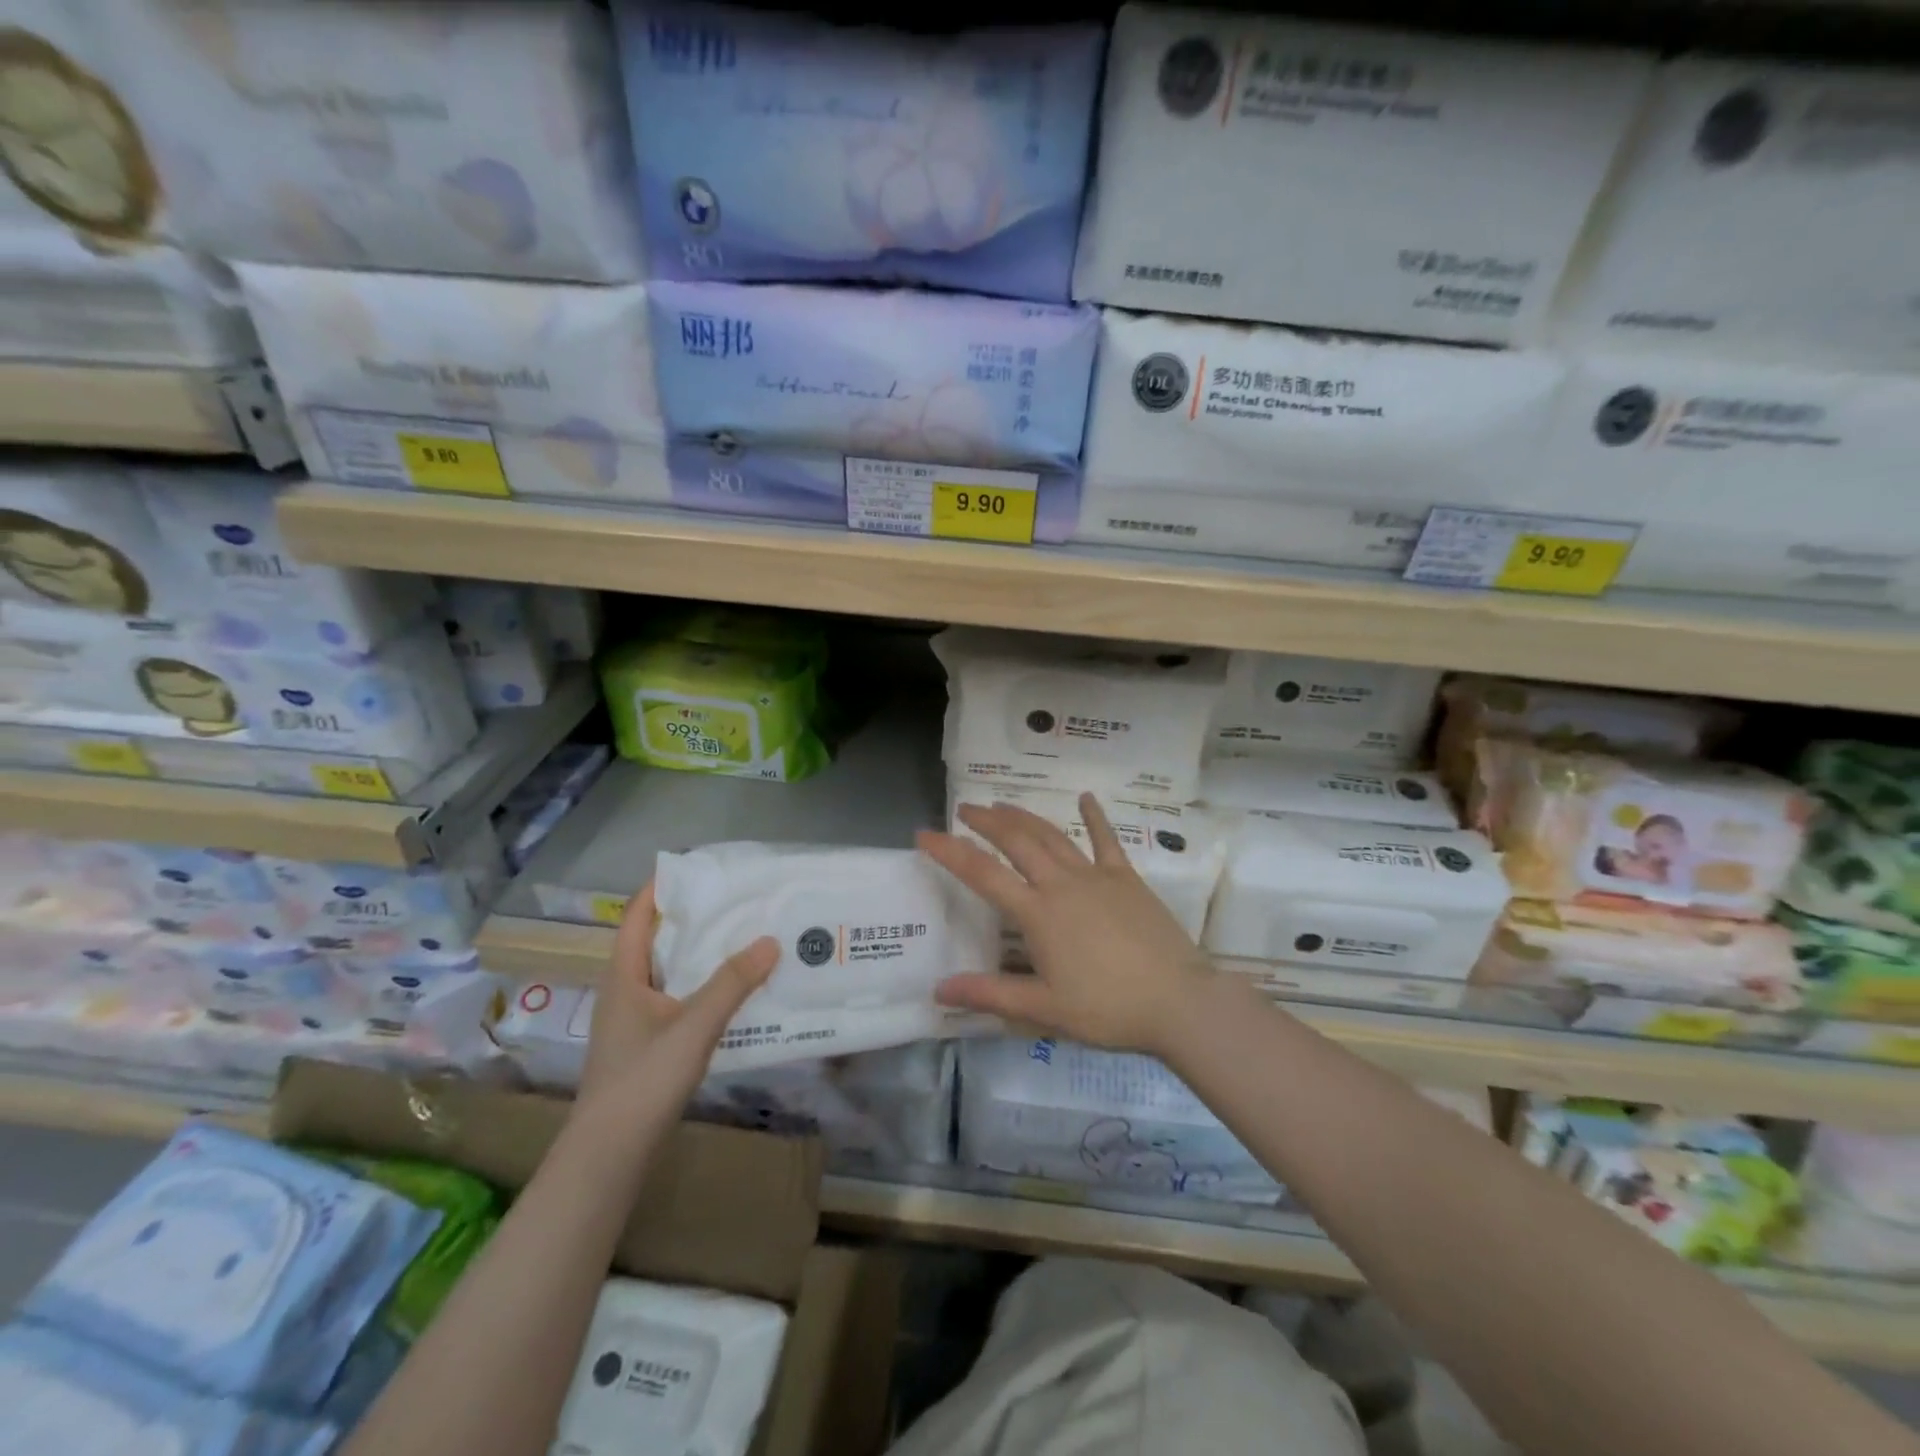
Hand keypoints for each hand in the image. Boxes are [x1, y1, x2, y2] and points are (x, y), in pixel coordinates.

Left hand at [577, 882, 778, 1115]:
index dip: (661, 888)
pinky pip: (678, 1000)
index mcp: (624, 976)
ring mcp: (634, 1021)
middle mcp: (625, 991)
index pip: (637, 917)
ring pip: (670, 973)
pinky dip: (703, 987)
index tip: (697, 868)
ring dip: (701, 956)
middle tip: (735, 902)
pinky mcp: (647, 1045)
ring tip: (742, 939)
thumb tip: (770, 941)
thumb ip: (732, 983)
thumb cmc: (643, 1080)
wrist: (609, 1155)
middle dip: (692, 920)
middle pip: (657, 942)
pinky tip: (734, 993)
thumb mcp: (693, 1026)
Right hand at [917, 793, 1214, 1055]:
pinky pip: (1107, 841)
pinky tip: (1086, 797)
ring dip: (1024, 816)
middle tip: (965, 808)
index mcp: (1038, 913)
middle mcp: (1062, 884)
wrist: (1179, 1001)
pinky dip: (1095, 817)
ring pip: (1052, 836)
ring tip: (1001, 803)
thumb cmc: (1108, 1009)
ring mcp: (1097, 876)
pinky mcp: (1126, 878)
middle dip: (987, 822)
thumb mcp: (1044, 1009)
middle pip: (1017, 841)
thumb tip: (939, 990)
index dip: (950, 852)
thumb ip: (990, 995)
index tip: (925, 834)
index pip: (983, 874)